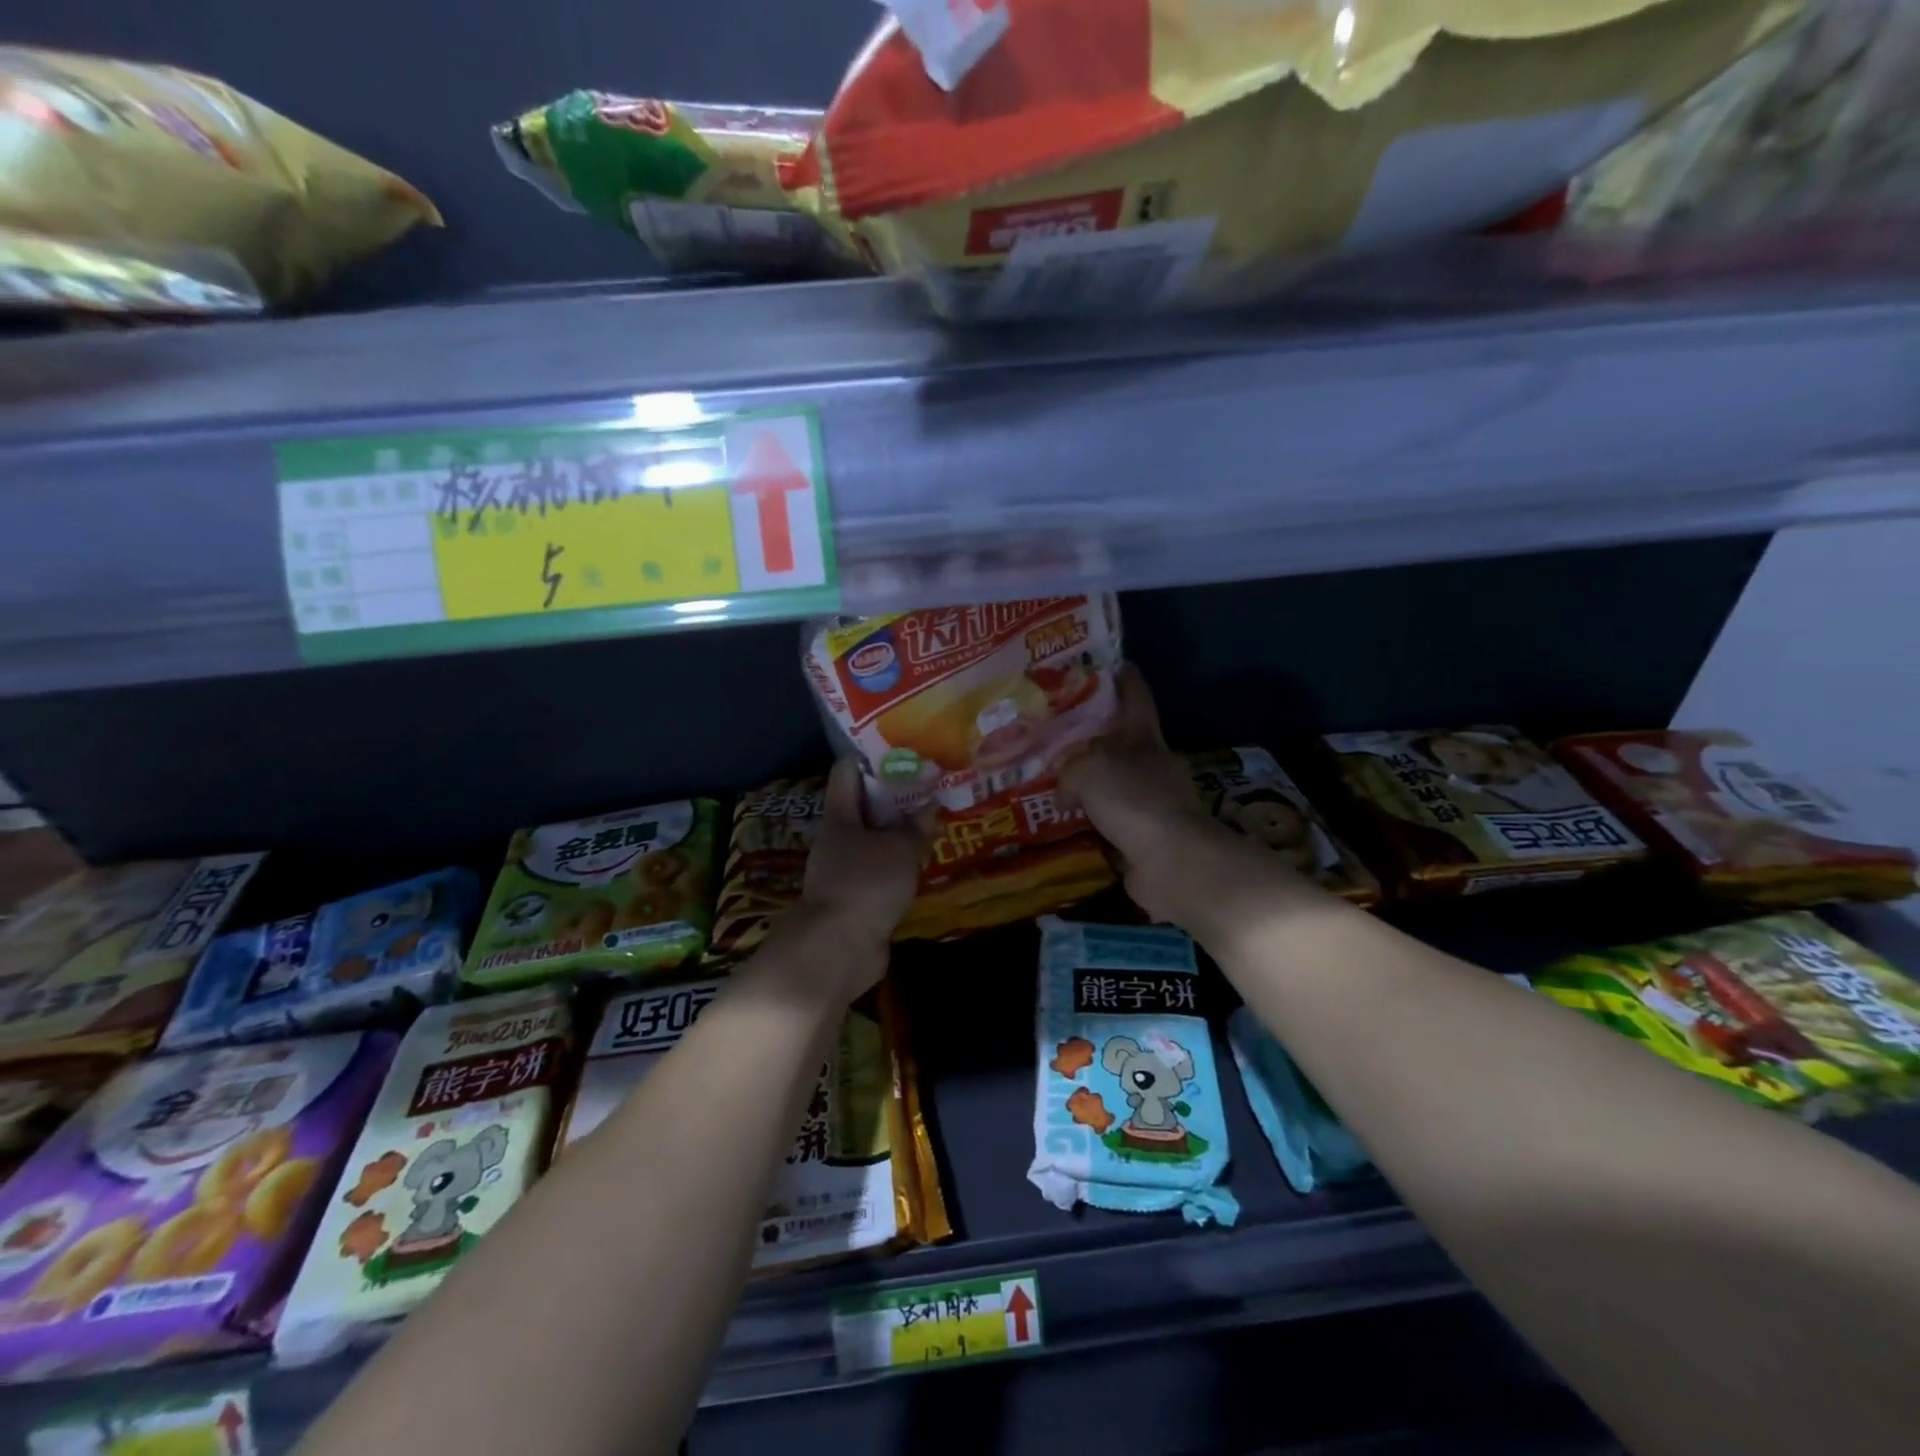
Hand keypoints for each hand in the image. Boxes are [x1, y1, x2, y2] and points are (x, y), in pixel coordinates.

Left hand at [782, 758, 927, 996]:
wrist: (837, 950)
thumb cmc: (865, 885)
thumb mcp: (899, 850)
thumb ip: (915, 827)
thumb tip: (928, 805)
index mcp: (840, 816)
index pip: (847, 771)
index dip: (872, 756)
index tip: (904, 748)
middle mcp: (838, 838)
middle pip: (864, 805)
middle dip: (896, 795)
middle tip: (931, 785)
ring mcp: (845, 869)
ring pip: (875, 839)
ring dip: (900, 832)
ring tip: (934, 820)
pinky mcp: (857, 897)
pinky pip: (881, 870)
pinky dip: (899, 863)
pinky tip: (924, 861)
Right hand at [1059, 664, 1235, 922]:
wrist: (1172, 862)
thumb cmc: (1133, 800)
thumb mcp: (1088, 771)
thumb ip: (1069, 768)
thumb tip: (1064, 784)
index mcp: (1145, 739)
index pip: (1135, 699)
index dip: (1124, 679)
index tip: (1110, 664)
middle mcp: (1153, 766)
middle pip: (1121, 743)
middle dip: (1093, 739)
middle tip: (1056, 737)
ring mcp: (1154, 804)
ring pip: (1115, 785)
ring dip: (1091, 785)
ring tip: (1054, 784)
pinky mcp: (1147, 839)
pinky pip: (1112, 822)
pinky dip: (1093, 821)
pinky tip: (1067, 824)